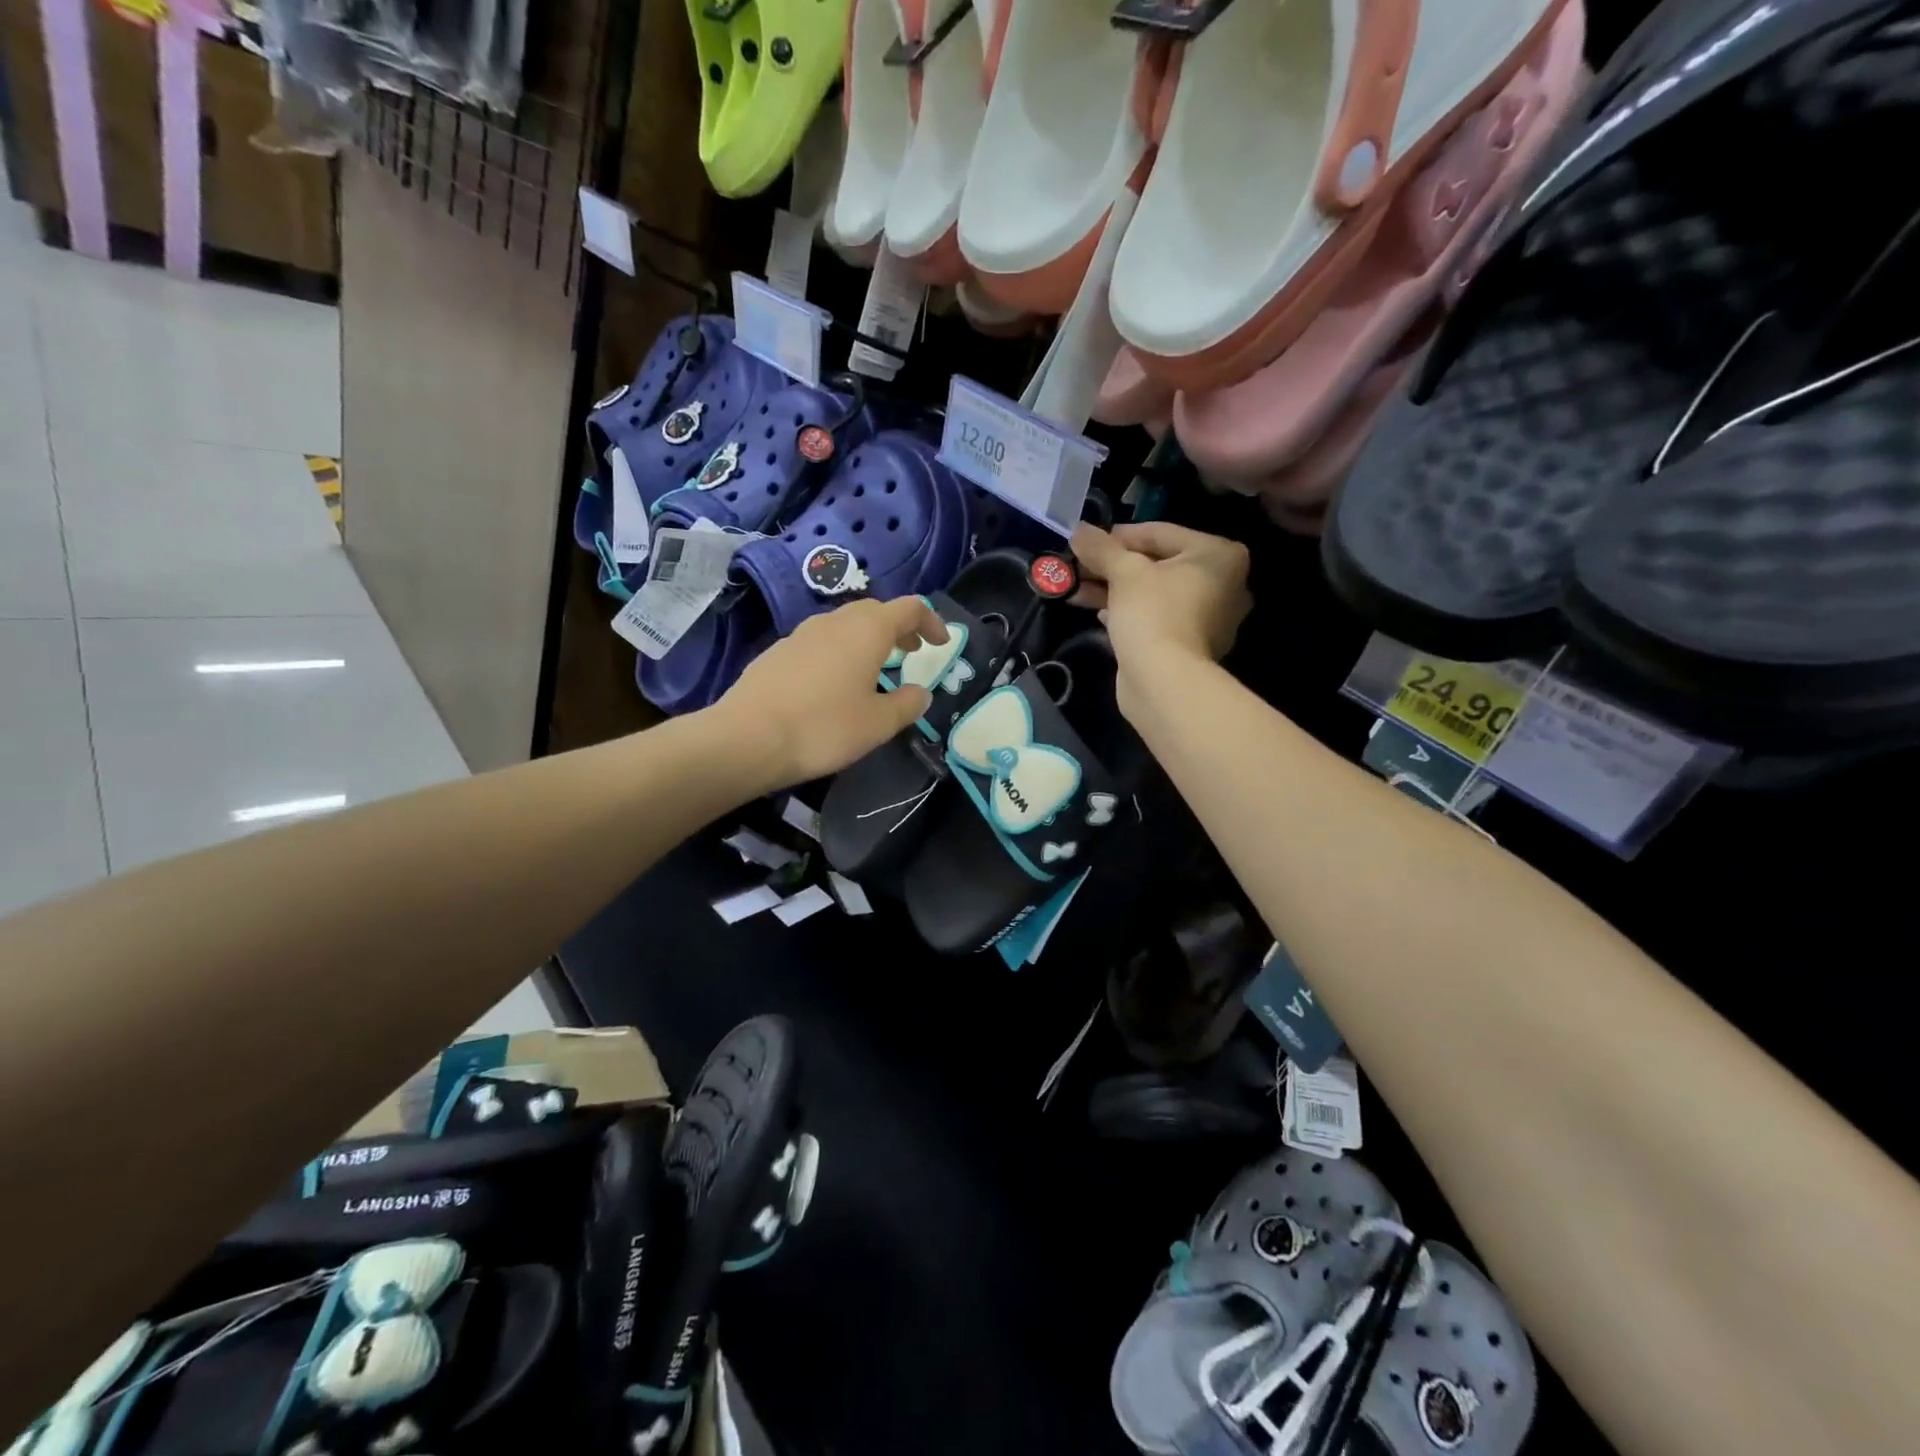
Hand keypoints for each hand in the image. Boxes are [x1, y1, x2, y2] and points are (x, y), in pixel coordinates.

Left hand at [712, 596, 948, 788]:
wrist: (747, 738)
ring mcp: (801, 634)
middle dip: (898, 628)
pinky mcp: (777, 652)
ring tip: (875, 669)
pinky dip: (839, 653)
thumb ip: (907, 704)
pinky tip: (834, 684)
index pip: (909, 608)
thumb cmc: (824, 727)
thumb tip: (920, 692)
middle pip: (874, 611)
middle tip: (911, 653)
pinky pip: (820, 643)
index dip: (931, 622)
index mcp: (867, 630)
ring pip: (844, 626)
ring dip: (867, 640)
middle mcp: (834, 621)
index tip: (942, 644)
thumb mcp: (879, 723)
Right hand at [1072, 523, 1251, 669]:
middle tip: (1078, 566)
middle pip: (1158, 564)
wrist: (1163, 681)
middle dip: (1113, 566)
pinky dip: (1129, 612)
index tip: (1086, 542)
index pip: (1160, 533)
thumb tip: (1079, 530)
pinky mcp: (1191, 644)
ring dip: (1114, 589)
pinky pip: (1157, 617)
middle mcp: (1224, 583)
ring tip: (1077, 589)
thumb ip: (1101, 548)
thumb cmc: (1153, 613)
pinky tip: (1098, 613)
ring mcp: (1210, 618)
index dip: (1118, 536)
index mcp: (1219, 555)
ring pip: (1154, 593)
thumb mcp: (1123, 572)